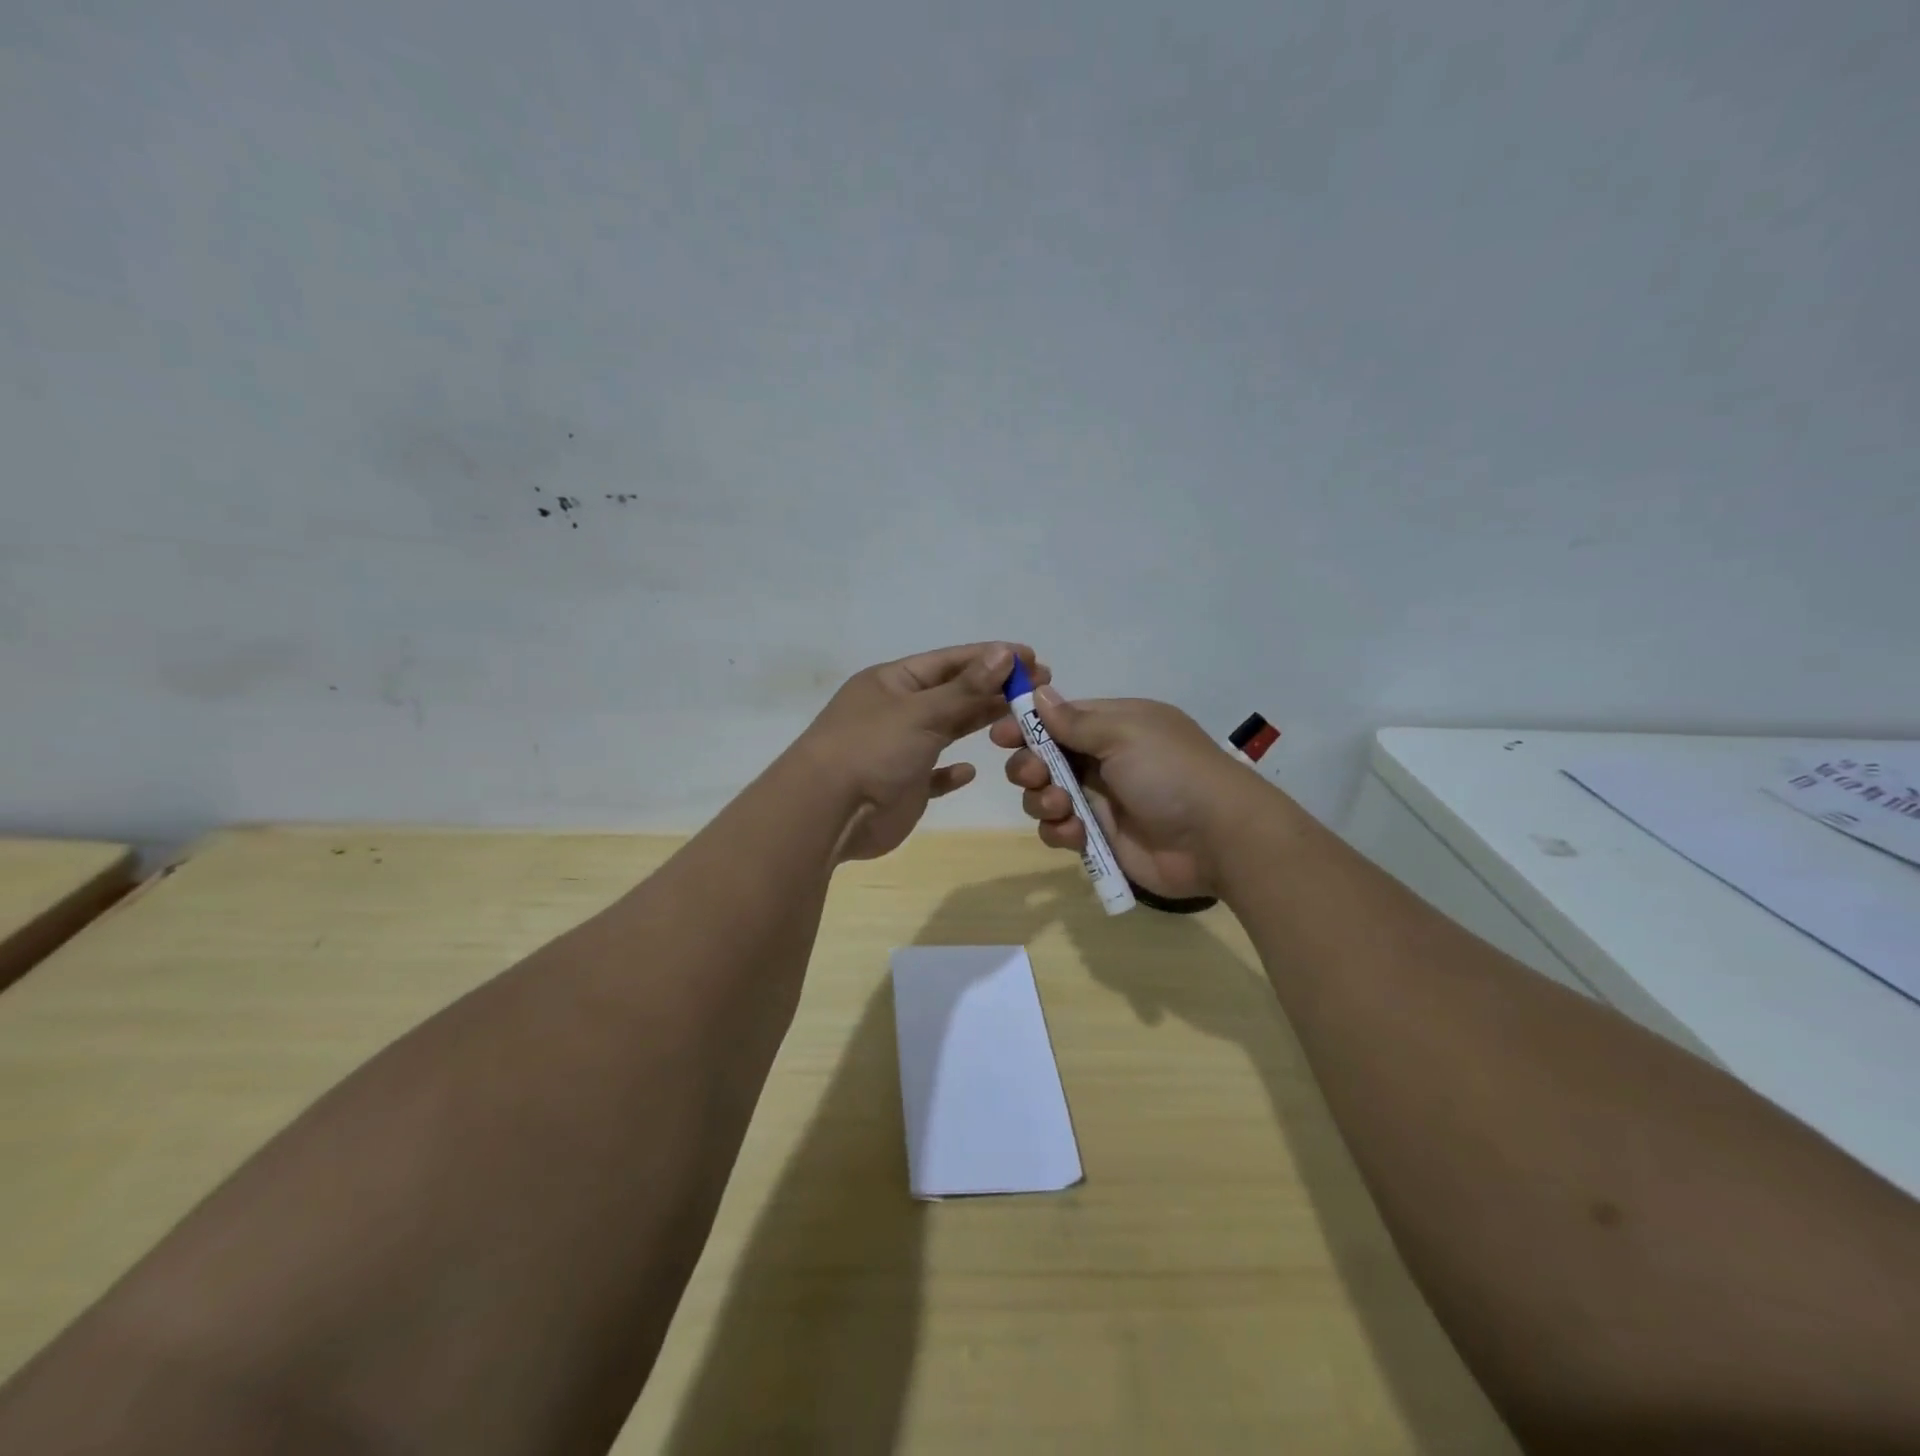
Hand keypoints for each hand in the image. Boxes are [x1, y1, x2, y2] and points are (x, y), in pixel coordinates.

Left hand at [798, 642, 1047, 862]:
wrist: (827, 813)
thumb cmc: (872, 750)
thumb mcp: (921, 712)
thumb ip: (965, 687)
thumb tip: (1005, 653)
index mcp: (894, 682)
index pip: (950, 661)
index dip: (991, 657)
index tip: (1032, 657)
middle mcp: (896, 711)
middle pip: (953, 693)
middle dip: (993, 689)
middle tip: (1039, 689)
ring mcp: (899, 749)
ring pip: (947, 729)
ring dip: (978, 723)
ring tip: (1020, 720)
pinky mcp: (903, 786)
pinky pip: (933, 774)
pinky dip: (951, 772)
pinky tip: (971, 770)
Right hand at [989, 692, 1260, 899]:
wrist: (1217, 839)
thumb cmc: (1170, 773)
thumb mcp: (1124, 734)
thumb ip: (1075, 720)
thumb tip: (1038, 694)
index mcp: (1114, 726)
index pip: (1059, 719)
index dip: (1027, 726)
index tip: (1001, 735)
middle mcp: (1104, 760)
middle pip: (1044, 758)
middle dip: (1030, 766)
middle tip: (1035, 775)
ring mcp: (1101, 800)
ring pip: (1046, 796)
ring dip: (1043, 800)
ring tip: (1063, 808)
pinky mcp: (1100, 838)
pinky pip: (1061, 830)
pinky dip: (1059, 831)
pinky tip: (1073, 834)